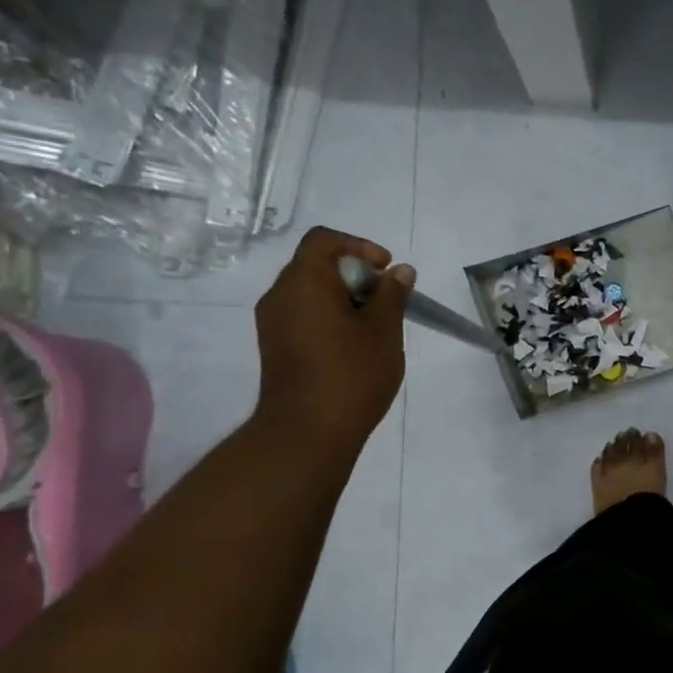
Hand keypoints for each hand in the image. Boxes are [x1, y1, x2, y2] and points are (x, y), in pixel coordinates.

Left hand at [252, 227, 412, 443]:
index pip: (324, 240)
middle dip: (355, 275)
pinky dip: (329, 318)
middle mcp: (280, 295)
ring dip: (344, 298)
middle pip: (316, 265)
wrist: (307, 433)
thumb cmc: (351, 374)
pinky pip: (303, 316)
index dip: (359, 246)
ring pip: (310, 292)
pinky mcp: (275, 347)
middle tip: (386, 301)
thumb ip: (392, 295)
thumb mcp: (384, 331)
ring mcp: (272, 323)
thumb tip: (400, 271)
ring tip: (374, 327)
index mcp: (304, 282)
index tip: (386, 270)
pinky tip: (354, 346)